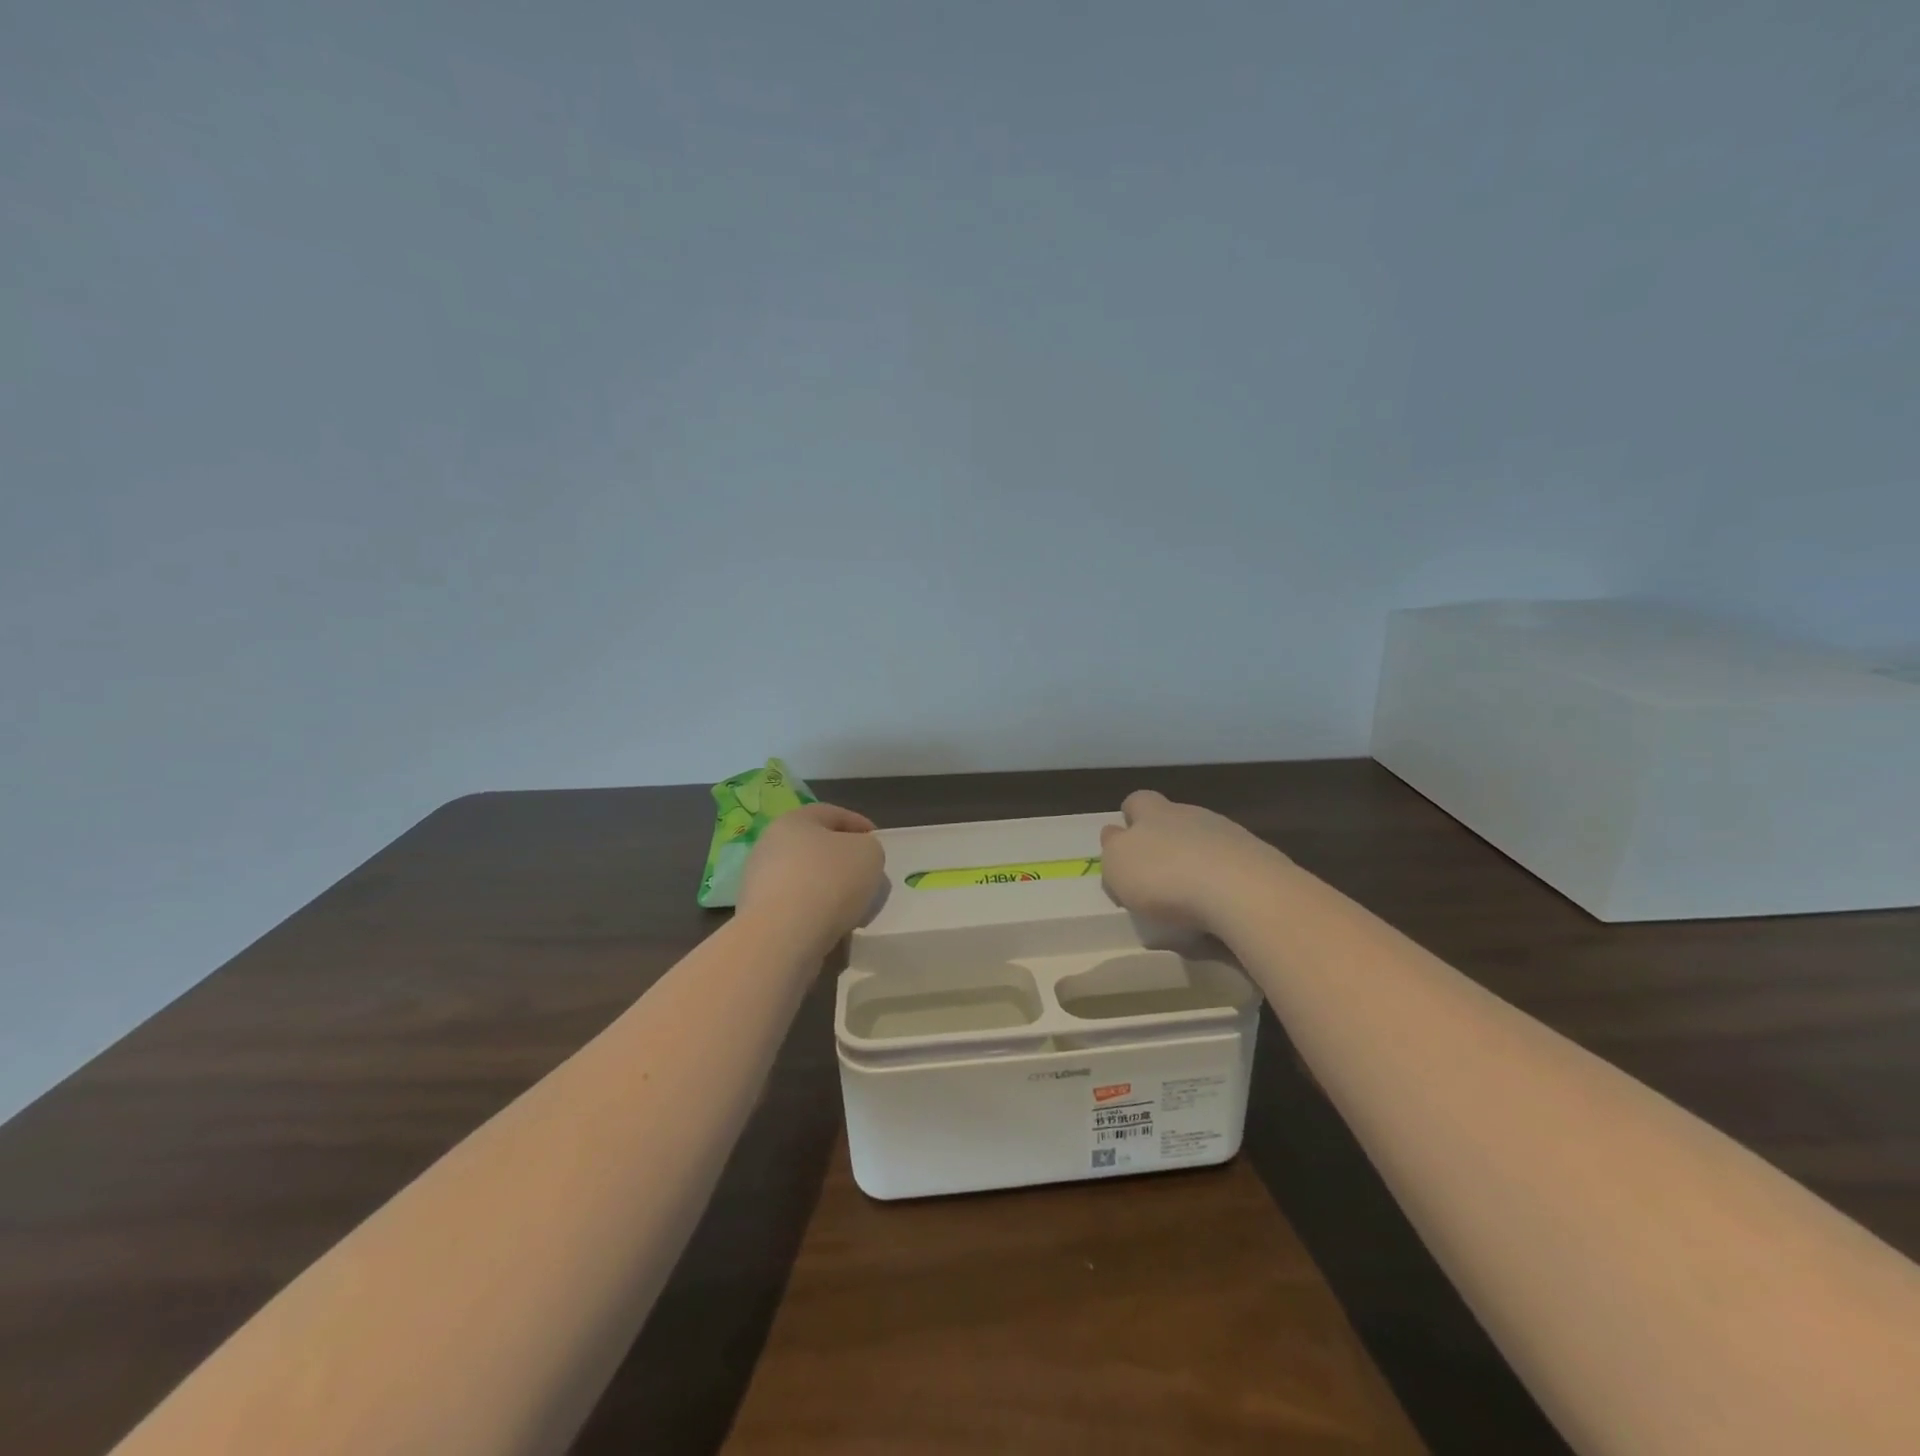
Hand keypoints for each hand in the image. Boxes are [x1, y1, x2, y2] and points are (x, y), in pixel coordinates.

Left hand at [738, 803, 885, 949]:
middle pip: (816, 848)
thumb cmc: (829, 881)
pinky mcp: (759, 916)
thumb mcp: (869, 853)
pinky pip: (797, 909)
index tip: (878, 843)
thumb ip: (869, 849)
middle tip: (868, 878)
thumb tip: (858, 860)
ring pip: (807, 881)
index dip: (860, 825)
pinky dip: (817, 915)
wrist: (783, 937)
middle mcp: (770, 846)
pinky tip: (834, 929)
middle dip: (844, 862)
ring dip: (831, 892)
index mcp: (794, 821)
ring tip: (855, 910)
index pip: (832, 814)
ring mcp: (760, 882)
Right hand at [1099, 790, 1289, 932]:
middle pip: (1173, 819)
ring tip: (1189, 898)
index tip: (1126, 845)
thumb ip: (1113, 848)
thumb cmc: (1165, 876)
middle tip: (1155, 876)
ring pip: (1204, 841)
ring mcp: (1229, 834)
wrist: (1242, 892)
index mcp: (1154, 812)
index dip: (1130, 819)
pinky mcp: (1258, 859)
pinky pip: (1231, 866)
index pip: (1137, 802)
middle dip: (1164, 841)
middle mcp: (1192, 815)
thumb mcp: (1118, 865)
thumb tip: (1115, 836)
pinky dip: (1222, 882)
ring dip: (1195, 862)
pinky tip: (1219, 907)